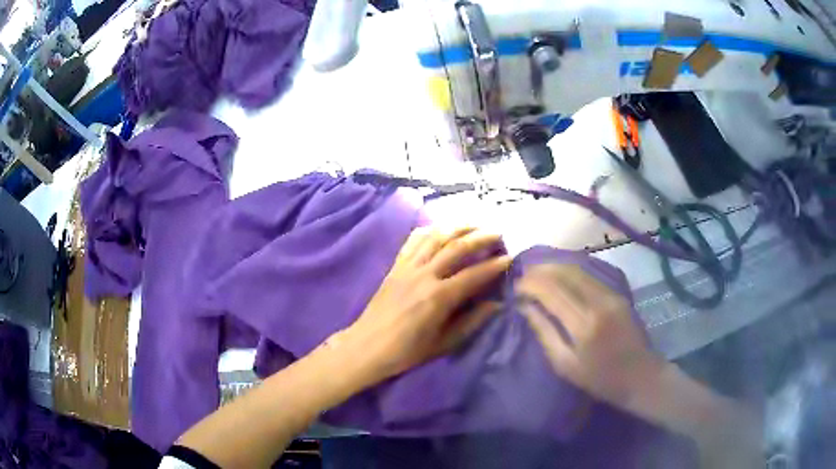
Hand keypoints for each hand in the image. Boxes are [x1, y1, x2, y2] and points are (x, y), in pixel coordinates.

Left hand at [342, 226, 511, 383]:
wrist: (367, 346)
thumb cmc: (407, 351)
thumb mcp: (444, 344)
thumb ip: (472, 322)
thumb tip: (496, 304)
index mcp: (439, 297)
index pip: (474, 274)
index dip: (495, 265)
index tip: (511, 257)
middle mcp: (424, 275)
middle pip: (457, 247)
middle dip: (481, 237)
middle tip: (498, 234)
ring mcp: (408, 267)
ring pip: (436, 237)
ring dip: (458, 227)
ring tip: (476, 224)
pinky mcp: (396, 265)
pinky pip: (414, 240)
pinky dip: (430, 230)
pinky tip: (442, 228)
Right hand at [517, 264, 664, 408]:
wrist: (640, 376)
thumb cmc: (600, 379)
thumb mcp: (565, 365)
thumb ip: (544, 333)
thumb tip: (525, 308)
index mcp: (583, 325)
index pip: (551, 291)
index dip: (530, 284)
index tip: (515, 287)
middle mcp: (598, 303)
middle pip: (565, 273)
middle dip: (540, 270)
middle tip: (523, 276)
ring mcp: (611, 295)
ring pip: (578, 269)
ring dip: (555, 267)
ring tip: (537, 273)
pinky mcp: (618, 294)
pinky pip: (589, 276)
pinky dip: (570, 272)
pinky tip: (559, 277)